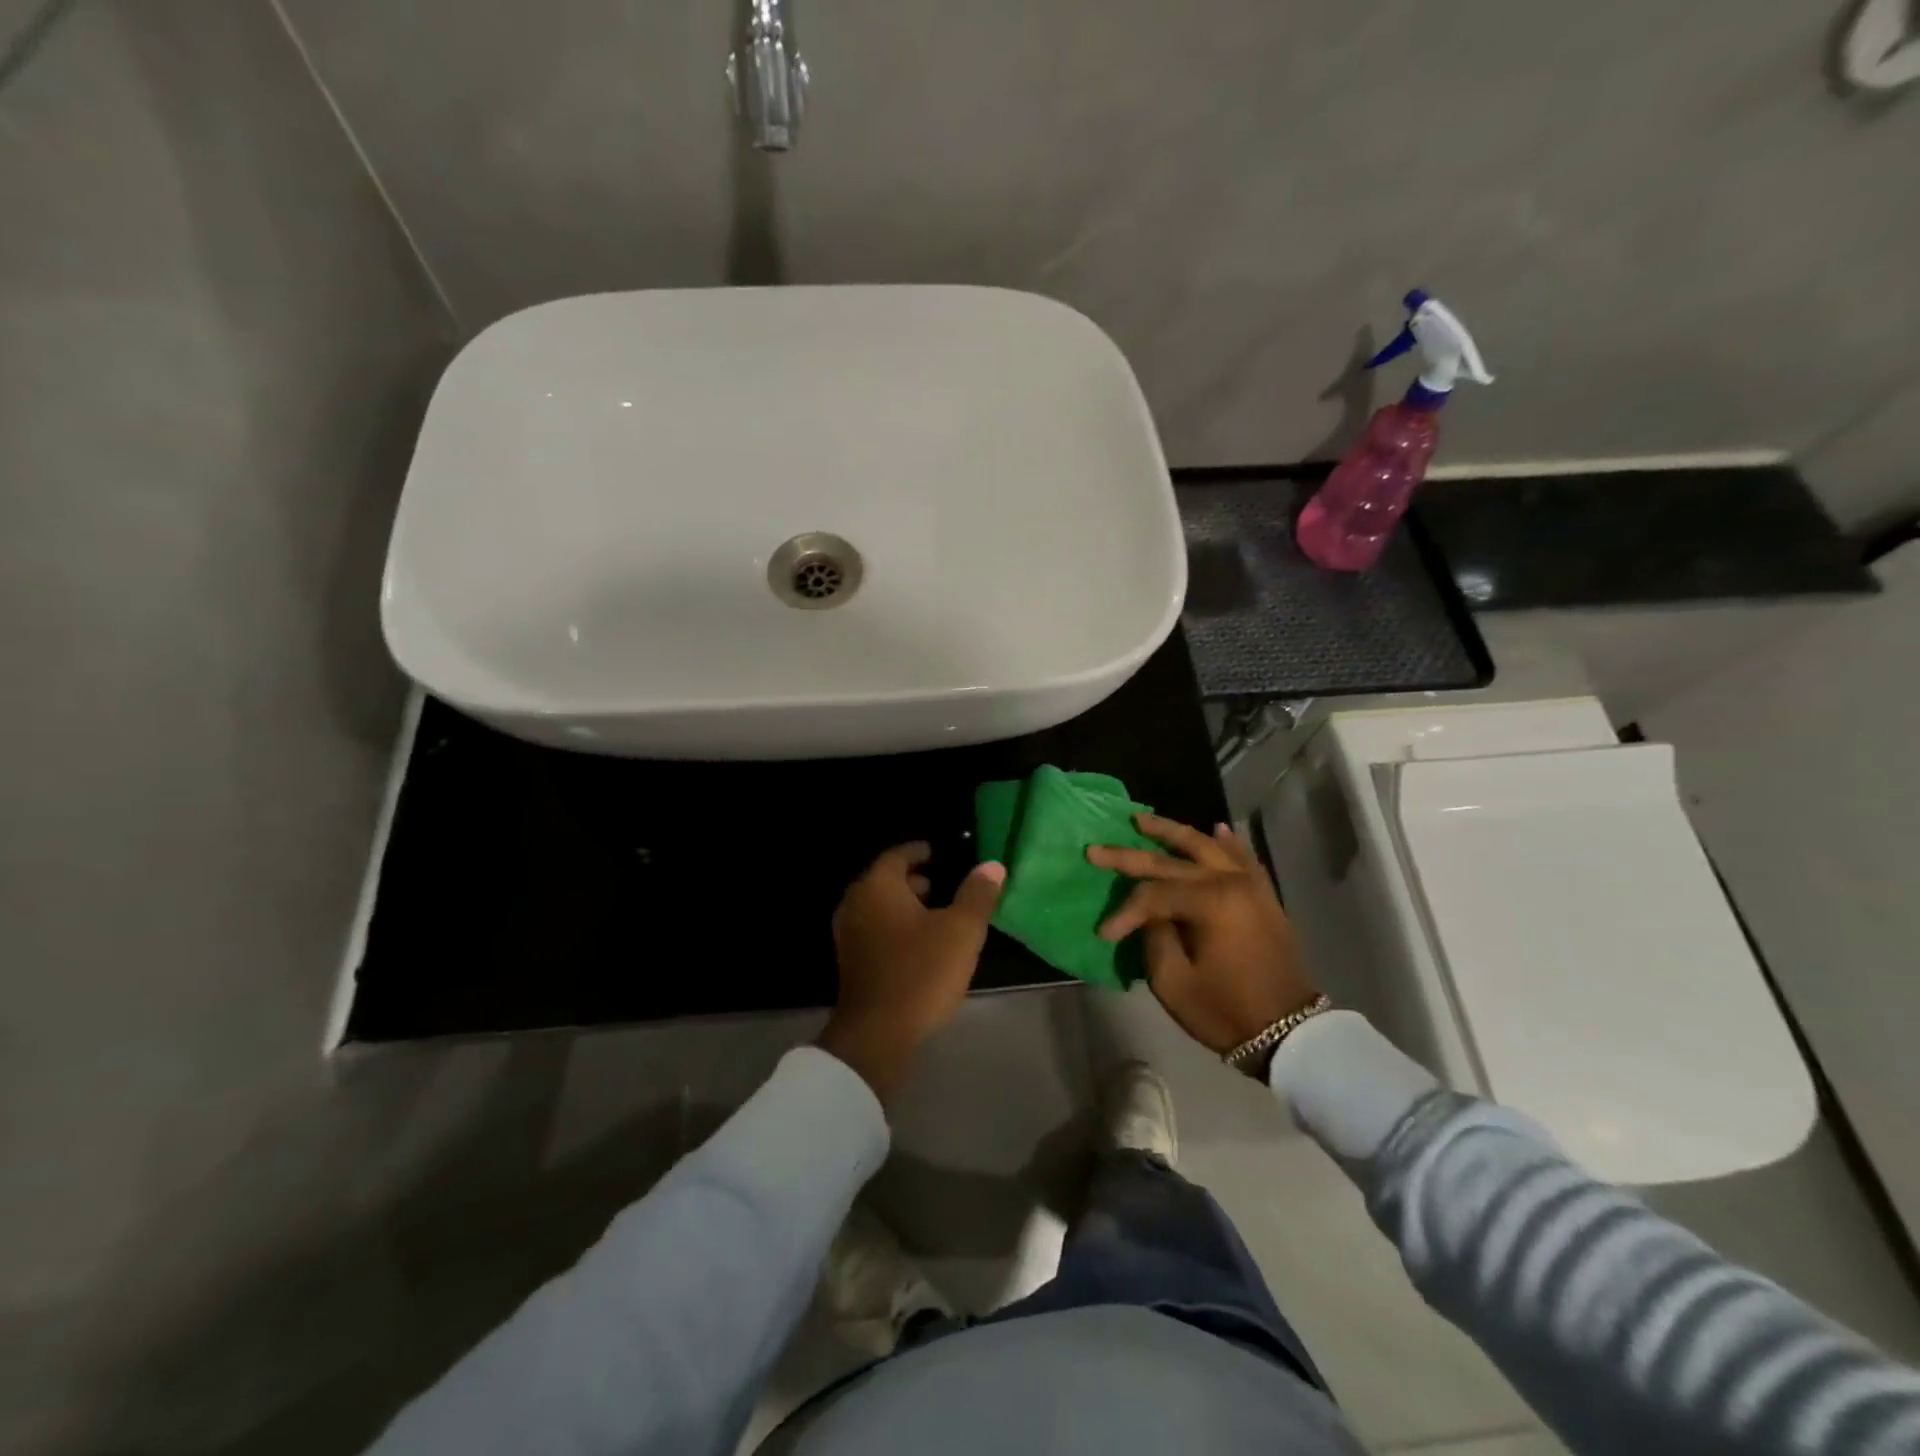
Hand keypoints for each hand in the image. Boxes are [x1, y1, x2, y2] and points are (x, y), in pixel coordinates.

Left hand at [819, 844, 1006, 1098]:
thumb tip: (992, 866)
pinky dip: (895, 926)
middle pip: (885, 880)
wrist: (877, 1034)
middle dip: (914, 879)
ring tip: (937, 914)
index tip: (939, 852)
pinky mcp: (850, 962)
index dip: (919, 851)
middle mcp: (856, 904)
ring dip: (905, 905)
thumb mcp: (961, 931)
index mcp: (877, 887)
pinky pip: (874, 929)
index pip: (897, 855)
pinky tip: (920, 945)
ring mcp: (848, 934)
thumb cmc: (921, 972)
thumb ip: (977, 895)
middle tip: (944, 883)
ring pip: (879, 907)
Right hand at [1087, 816, 1318, 1056]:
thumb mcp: (1174, 982)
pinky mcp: (1263, 896)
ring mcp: (1251, 886)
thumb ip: (1154, 937)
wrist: (1289, 1033)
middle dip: (1130, 856)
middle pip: (1172, 862)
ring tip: (1141, 820)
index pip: (1153, 894)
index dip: (1124, 911)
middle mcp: (1231, 882)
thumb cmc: (1226, 1011)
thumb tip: (1149, 915)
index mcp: (1210, 902)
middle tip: (1096, 849)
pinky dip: (1226, 842)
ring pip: (1206, 846)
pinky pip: (1243, 858)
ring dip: (1172, 832)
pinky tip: (1215, 828)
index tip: (1104, 933)